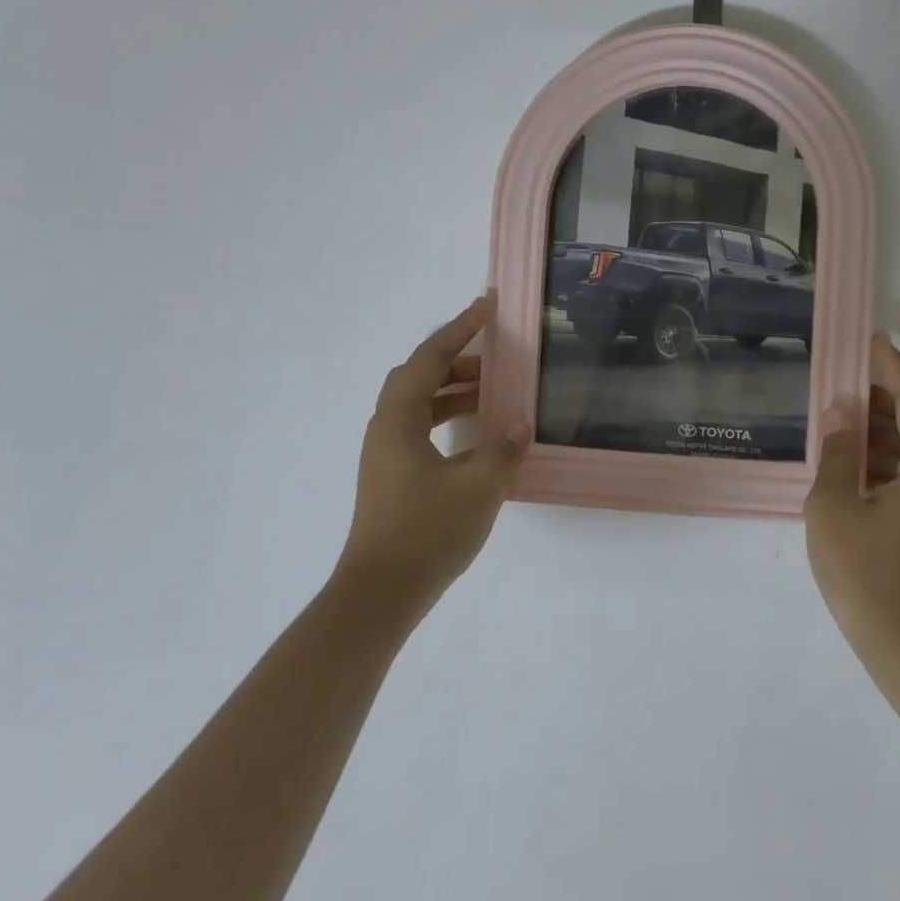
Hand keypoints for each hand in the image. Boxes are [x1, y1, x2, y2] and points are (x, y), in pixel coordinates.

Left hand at [336, 295, 527, 626]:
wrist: (380, 594)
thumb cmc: (426, 532)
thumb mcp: (479, 486)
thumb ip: (503, 448)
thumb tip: (519, 423)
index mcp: (398, 420)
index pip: (430, 358)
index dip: (460, 328)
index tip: (487, 306)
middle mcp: (385, 429)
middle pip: (420, 377)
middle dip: (459, 361)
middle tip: (498, 357)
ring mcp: (386, 455)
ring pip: (421, 405)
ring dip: (456, 392)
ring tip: (496, 394)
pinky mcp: (393, 477)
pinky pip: (422, 430)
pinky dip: (451, 420)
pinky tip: (480, 437)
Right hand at [805, 334, 899, 661]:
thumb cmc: (864, 575)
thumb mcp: (833, 508)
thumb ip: (838, 452)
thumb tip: (842, 411)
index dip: (894, 368)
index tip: (873, 341)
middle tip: (859, 393)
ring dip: (898, 425)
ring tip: (850, 424)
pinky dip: (898, 451)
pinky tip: (859, 461)